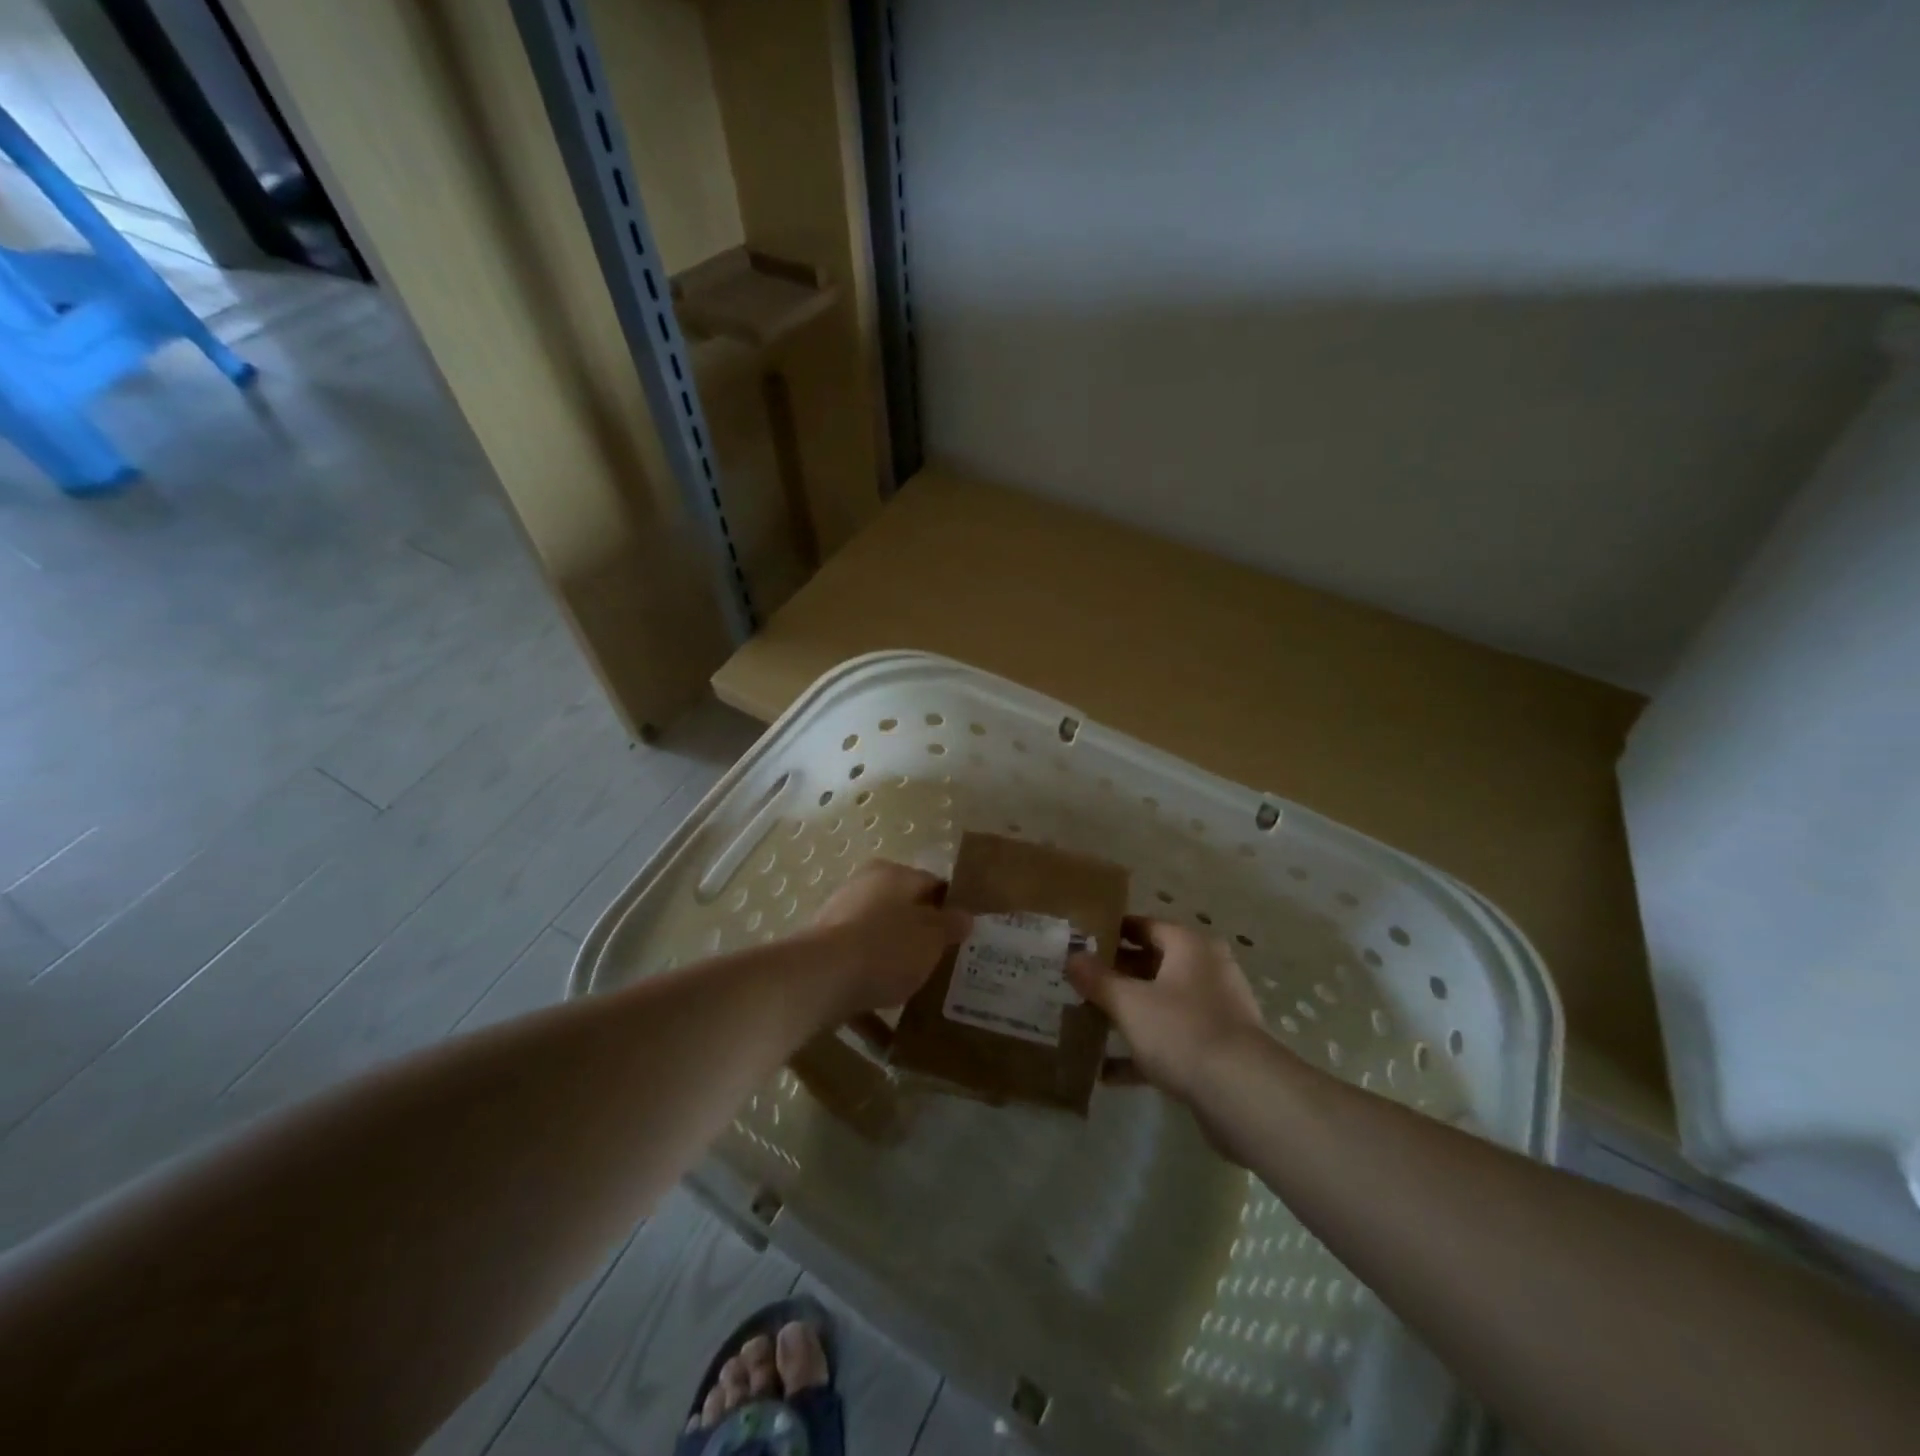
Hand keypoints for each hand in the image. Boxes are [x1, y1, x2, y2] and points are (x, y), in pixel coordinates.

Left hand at [805, 860, 970, 1022]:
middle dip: (922, 937)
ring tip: (920, 994)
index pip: (931, 884)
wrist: (820, 980)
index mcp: (892, 875)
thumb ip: (951, 925)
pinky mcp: (824, 955)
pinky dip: (872, 992)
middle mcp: (863, 889)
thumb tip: (965, 916)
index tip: (966, 934)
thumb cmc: (885, 948)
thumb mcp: (931, 937)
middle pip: (903, 912)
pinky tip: (888, 1027)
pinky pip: (858, 971)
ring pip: (879, 942)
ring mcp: (839, 921)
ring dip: (897, 965)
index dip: (951, 908)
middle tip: (946, 964)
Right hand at [1066, 919, 1268, 1104]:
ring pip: (1161, 1004)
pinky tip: (1107, 1071)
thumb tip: (1073, 956)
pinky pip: (1171, 1041)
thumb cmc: (1182, 1030)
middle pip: (1153, 965)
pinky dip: (1143, 1051)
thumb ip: (1098, 979)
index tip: (1080, 942)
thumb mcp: (1129, 1002)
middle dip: (1116, 975)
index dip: (1112, 932)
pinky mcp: (1215, 1049)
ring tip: (1087, 1021)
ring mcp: (1214, 1011)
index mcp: (1190, 946)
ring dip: (1128, 1014)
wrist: (1242, 1094)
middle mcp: (1206, 971)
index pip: (1145, 926)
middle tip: (1078, 982)